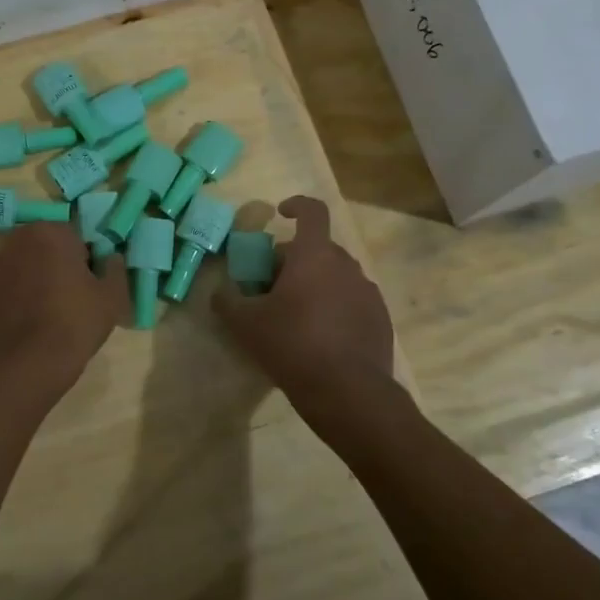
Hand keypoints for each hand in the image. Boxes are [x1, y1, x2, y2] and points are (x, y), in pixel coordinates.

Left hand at [0, 222, 127, 401]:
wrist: (24, 366)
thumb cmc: (74, 324)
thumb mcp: (112, 298)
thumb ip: (115, 269)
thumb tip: (111, 258)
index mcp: (50, 233)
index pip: (72, 238)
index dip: (82, 262)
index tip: (86, 287)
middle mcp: (14, 241)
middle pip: (39, 249)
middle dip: (50, 266)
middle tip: (64, 301)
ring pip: (13, 268)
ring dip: (24, 281)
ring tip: (36, 317)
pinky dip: (0, 302)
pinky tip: (12, 325)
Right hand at [212, 196, 409, 442]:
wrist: (348, 393)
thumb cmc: (292, 346)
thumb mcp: (246, 325)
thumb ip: (228, 302)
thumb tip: (219, 292)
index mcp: (314, 255)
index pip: (312, 211)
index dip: (296, 206)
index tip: (281, 214)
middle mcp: (346, 265)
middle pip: (318, 248)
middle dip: (295, 259)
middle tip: (273, 286)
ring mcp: (367, 291)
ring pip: (336, 275)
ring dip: (316, 284)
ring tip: (297, 315)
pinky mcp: (380, 318)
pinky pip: (352, 300)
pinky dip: (335, 306)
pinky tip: (322, 337)